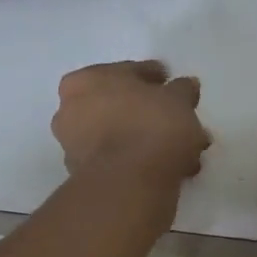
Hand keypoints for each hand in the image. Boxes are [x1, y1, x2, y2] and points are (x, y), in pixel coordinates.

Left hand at [53, 60, 209, 190]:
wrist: (129, 184)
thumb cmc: (150, 126)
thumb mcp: (178, 99)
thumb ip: (182, 90)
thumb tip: (185, 86)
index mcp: (84, 81)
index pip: (127, 72)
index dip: (154, 78)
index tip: (173, 85)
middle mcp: (70, 111)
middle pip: (121, 106)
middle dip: (152, 114)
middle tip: (180, 120)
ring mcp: (75, 147)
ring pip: (122, 136)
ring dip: (150, 140)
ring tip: (184, 150)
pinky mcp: (87, 178)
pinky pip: (122, 161)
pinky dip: (143, 161)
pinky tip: (172, 168)